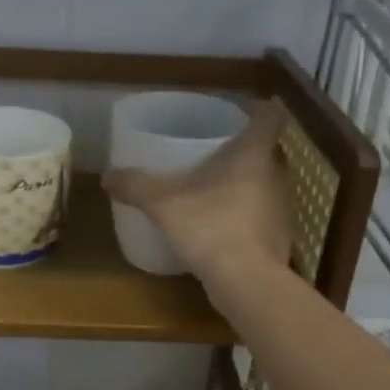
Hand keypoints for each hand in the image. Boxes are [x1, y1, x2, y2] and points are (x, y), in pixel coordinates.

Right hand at [104, 100, 292, 299]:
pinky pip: (263, 215)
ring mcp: (282, 208)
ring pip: (266, 183)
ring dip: (247, 182)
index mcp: (254, 154)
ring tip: (216, 188)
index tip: (239, 110)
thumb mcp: (162, 204)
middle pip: (267, 150)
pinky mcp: (280, 237)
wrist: (246, 282)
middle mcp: (276, 175)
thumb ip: (135, 186)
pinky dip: (248, 214)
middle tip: (215, 150)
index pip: (270, 116)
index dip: (258, 108)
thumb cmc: (210, 226)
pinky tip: (224, 226)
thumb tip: (107, 176)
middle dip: (245, 148)